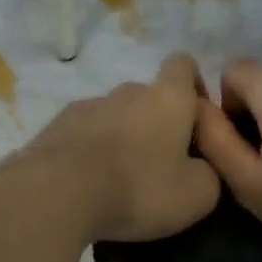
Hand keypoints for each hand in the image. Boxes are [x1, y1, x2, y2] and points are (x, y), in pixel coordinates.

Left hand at [24, 54, 220, 242]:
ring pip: (111, 118)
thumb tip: (199, 168)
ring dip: (118, 139)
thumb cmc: (138, 188)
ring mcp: (84, 107)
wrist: (58, 194)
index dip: (193, 87)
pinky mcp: (53, 128)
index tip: (195, 120)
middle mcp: (125, 92)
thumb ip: (208, 173)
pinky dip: (88, 153)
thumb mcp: (196, 195)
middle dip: (154, 123)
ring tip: (117, 181)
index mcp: (167, 98)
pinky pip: (80, 137)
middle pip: (146, 97)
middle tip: (157, 165)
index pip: (183, 66)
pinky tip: (86, 185)